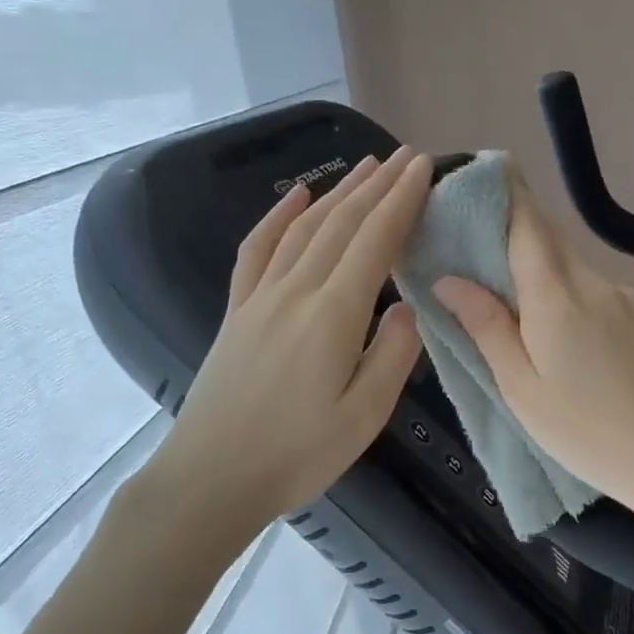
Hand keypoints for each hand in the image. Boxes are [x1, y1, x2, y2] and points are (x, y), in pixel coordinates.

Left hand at [149, 148, 432, 530]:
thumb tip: (407, 309)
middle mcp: (296, 291)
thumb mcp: (363, 417)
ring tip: (365, 166)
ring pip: (304, 228)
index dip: (401, 200)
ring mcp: (260, 297)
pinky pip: (257, 249)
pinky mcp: (237, 311)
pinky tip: (295, 198)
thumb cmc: (296, 455)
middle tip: (404, 156)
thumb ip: (392, 356)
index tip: (424, 166)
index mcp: (333, 315)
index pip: (374, 241)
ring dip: (337, 192)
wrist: (210, 478)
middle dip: (377, 185)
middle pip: (341, 224)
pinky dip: (278, 217)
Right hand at [433, 172, 633, 515]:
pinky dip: (575, 298)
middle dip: (518, 237)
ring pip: (574, 269)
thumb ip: (487, 327)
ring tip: (527, 314)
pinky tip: (574, 340)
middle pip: (550, 242)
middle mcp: (594, 283)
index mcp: (557, 298)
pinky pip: (599, 292)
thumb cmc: (585, 430)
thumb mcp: (521, 388)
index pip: (528, 225)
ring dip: (546, 276)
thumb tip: (449, 279)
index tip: (487, 172)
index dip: (507, 194)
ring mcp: (626, 297)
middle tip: (484, 254)